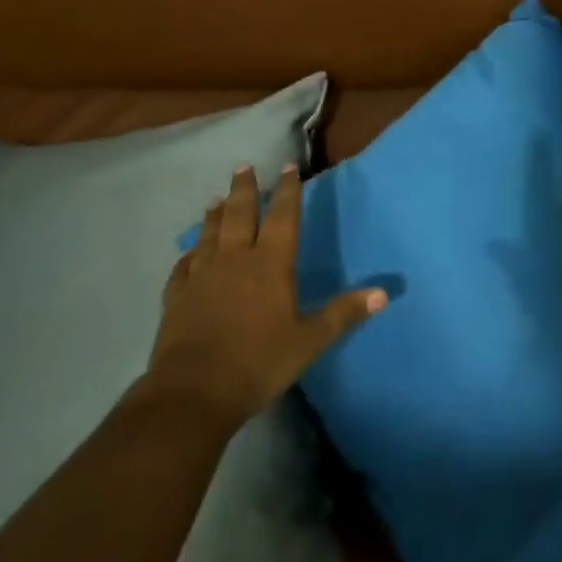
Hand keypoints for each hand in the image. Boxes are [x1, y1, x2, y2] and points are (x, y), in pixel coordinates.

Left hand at [145, 163, 386, 433]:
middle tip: (244, 166)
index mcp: (270, 263)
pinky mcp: (177, 295)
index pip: (282, 216)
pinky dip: (189, 253)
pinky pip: (184, 265)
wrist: (192, 394)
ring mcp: (202, 275)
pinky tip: (189, 252)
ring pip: (210, 233)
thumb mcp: (309, 341)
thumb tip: (383, 294)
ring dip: (214, 213)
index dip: (288, 190)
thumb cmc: (258, 363)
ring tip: (217, 198)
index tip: (287, 166)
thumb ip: (343, 314)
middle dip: (244, 188)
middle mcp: (235, 259)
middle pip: (239, 213)